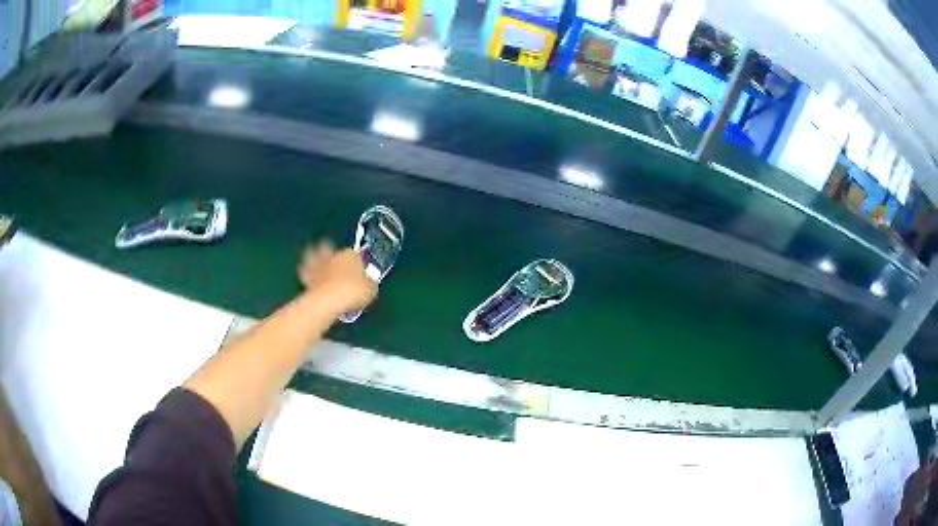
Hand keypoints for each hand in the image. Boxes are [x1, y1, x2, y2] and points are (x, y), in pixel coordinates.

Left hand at [298, 240, 377, 316]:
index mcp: (351, 254)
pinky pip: (307, 273)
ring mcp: (319, 265)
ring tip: (320, 269)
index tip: (359, 274)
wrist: (330, 299)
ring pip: (315, 257)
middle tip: (335, 264)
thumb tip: (369, 284)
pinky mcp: (307, 277)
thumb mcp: (371, 290)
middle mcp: (333, 255)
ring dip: (316, 260)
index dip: (357, 264)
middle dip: (331, 254)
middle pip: (331, 250)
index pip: (355, 255)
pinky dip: (308, 275)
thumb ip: (369, 284)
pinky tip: (311, 281)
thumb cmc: (354, 292)